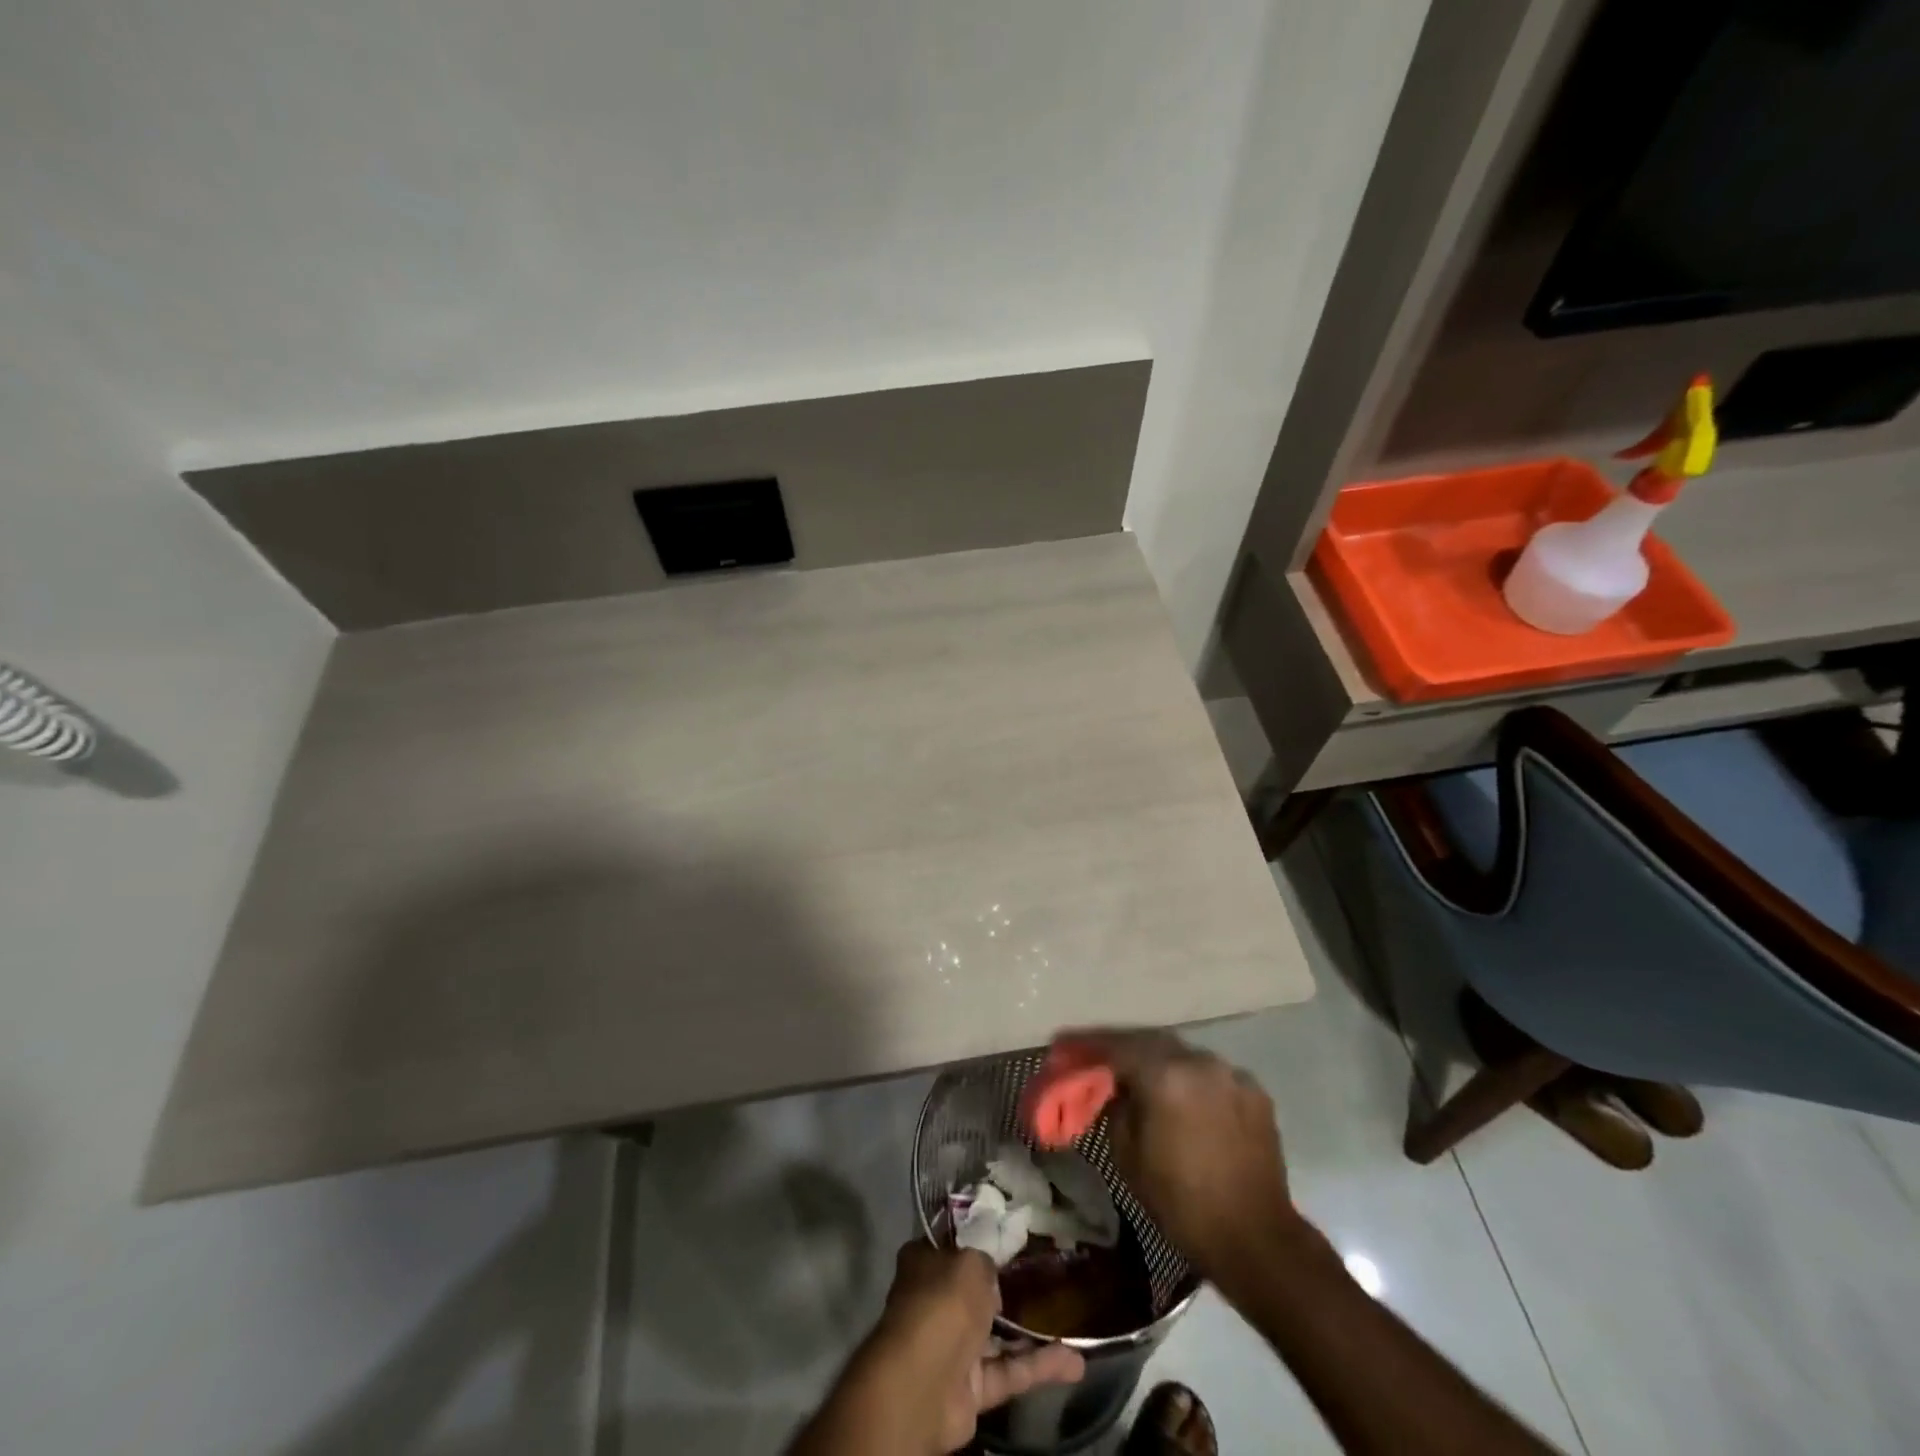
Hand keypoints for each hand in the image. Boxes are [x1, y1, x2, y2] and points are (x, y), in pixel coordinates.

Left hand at [864, 1242, 1085, 1453]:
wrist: (924, 1383)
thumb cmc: (942, 1303)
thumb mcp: (970, 1262)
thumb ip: (986, 1263)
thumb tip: (991, 1278)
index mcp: (924, 1263)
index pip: (952, 1246)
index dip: (978, 1241)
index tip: (1008, 1237)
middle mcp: (936, 1302)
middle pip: (975, 1292)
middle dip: (1006, 1288)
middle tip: (1045, 1276)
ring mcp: (953, 1347)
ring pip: (998, 1335)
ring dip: (1032, 1332)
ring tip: (1070, 1319)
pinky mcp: (972, 1388)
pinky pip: (1010, 1371)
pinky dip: (1040, 1367)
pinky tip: (1075, 1361)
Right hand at [1058, 1030, 1296, 1283]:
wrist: (1256, 1240)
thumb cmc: (1182, 1203)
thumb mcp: (1128, 1157)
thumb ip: (1115, 1109)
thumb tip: (1114, 1088)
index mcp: (1165, 1075)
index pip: (1116, 1046)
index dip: (1086, 1045)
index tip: (1062, 1045)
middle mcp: (1199, 1062)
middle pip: (1151, 1043)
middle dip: (1124, 1050)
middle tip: (1101, 1060)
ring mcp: (1231, 1074)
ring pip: (1184, 1057)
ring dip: (1160, 1064)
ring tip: (1142, 1079)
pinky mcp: (1255, 1092)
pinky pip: (1212, 1076)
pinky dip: (1192, 1082)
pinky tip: (1184, 1101)